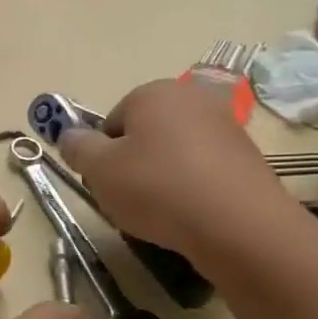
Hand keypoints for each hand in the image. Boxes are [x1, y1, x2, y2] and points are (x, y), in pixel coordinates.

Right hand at [57, 77, 295, 268]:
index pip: (111, 122)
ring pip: (174, 154)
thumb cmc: (158, 188)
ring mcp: (226, 128)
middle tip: (128, 199)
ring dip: (162, 179)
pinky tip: (190, 216)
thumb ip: (77, 148)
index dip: (102, 156)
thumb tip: (70, 136)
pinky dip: (191, 190)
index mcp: (153, 93)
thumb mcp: (99, 170)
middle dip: (132, 165)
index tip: (105, 183)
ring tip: (161, 213)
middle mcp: (192, 99)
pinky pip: (203, 172)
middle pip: (144, 135)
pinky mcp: (248, 159)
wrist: (239, 226)